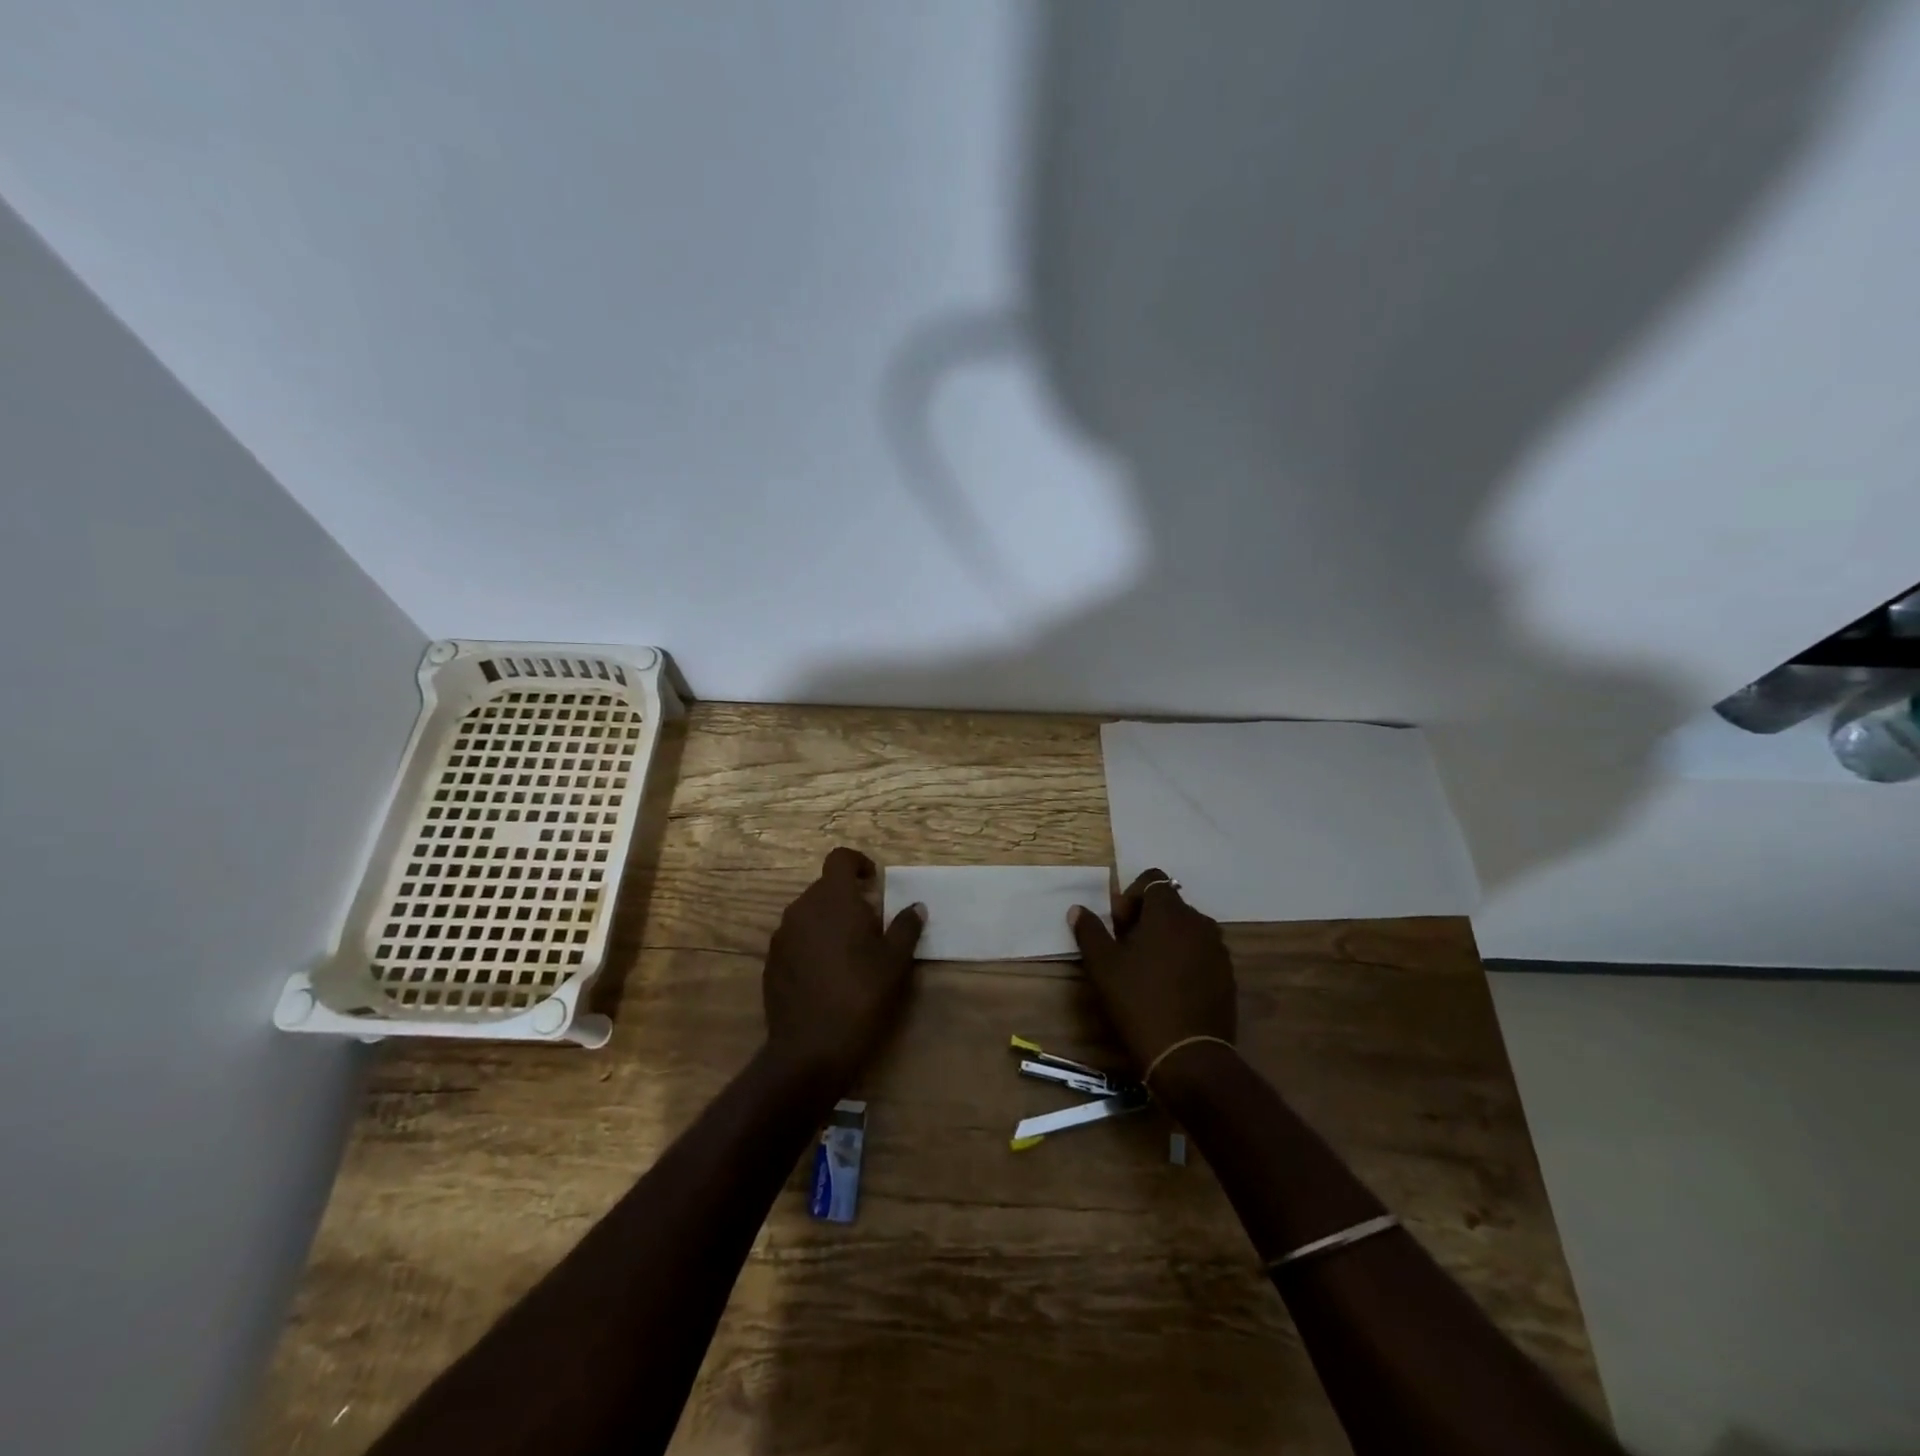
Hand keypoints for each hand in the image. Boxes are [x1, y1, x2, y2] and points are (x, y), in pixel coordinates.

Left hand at [763, 848, 924, 1092]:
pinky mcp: (771, 962)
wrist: (810, 1049)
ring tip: (850, 952)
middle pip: (825, 887)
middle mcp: (802, 909)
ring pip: (808, 913)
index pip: (840, 859)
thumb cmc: (861, 996)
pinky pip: (795, 939)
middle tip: (871, 925)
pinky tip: (827, 974)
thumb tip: (916, 907)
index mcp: (833, 899)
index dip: (858, 863)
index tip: (874, 881)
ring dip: (829, 921)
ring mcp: (782, 936)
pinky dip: (812, 944)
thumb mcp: (895, 962)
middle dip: (847, 898)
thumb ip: (906, 927)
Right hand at [1069, 868, 1235, 1073]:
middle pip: (1169, 905)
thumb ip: (1090, 931)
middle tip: (1126, 950)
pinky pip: (1201, 953)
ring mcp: (1218, 950)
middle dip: (1146, 919)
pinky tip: (1170, 989)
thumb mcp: (1103, 966)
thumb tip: (1078, 909)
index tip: (1118, 926)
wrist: (1188, 1056)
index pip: (1152, 880)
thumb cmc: (1139, 1002)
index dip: (1131, 897)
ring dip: (1166, 939)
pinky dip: (1184, 959)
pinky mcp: (1227, 976)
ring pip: (1186, 930)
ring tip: (1148, 971)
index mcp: (1169, 912)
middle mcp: (1199, 922)